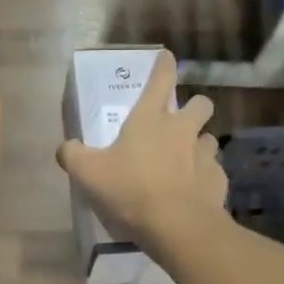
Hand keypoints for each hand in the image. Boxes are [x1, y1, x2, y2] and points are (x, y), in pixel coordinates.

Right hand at [56, 51, 227, 249]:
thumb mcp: (88, 173)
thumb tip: (65, 147)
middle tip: (179, 122)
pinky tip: (192, 191)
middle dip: (194, 107)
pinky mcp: (218, 180)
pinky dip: (204, 177)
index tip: (166, 57)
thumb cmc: (130, 190)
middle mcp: (182, 129)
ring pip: (209, 138)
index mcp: (150, 119)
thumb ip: (72, 155)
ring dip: (199, 144)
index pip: (160, 80)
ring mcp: (205, 154)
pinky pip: (213, 171)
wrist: (177, 226)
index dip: (163, 66)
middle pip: (200, 104)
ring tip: (185, 161)